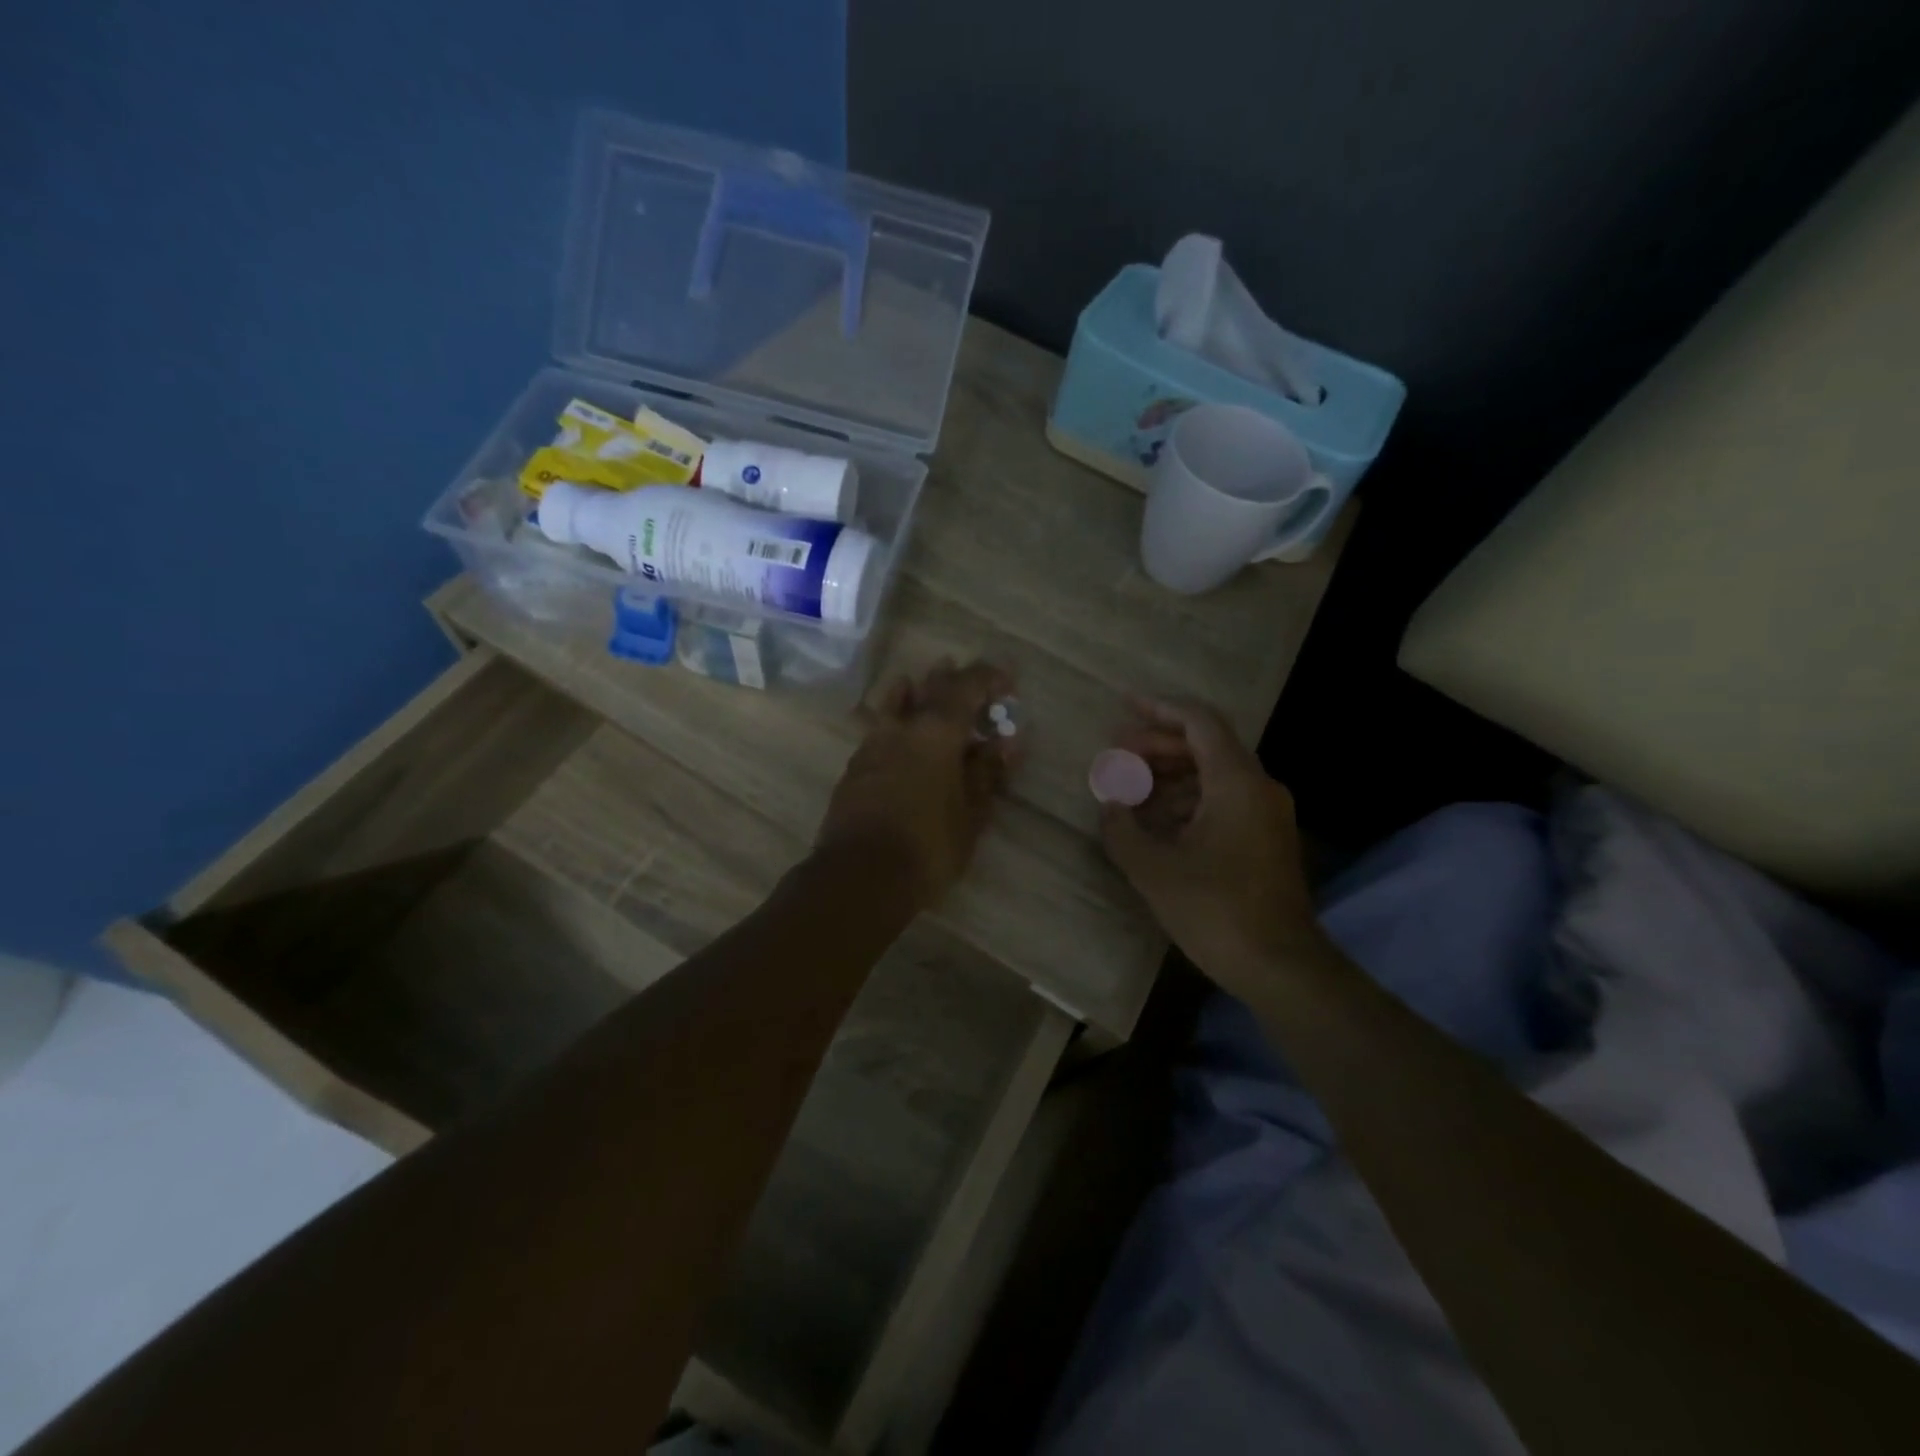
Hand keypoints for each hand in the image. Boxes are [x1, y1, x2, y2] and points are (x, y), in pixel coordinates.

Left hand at [818, 660, 1018, 909]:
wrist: (860, 876)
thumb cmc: (928, 845)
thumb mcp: (971, 813)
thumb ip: (987, 772)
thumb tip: (1006, 743)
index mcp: (935, 731)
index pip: (966, 687)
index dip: (988, 677)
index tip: (1007, 678)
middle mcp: (900, 728)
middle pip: (926, 688)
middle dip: (949, 678)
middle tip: (963, 673)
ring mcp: (871, 746)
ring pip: (893, 705)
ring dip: (913, 693)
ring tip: (921, 686)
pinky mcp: (855, 769)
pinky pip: (879, 731)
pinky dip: (895, 723)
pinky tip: (899, 735)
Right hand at [1100, 697, 1325, 993]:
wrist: (1280, 966)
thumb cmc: (1215, 910)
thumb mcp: (1154, 869)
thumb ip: (1122, 829)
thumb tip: (1109, 805)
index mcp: (1236, 782)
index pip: (1199, 722)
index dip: (1159, 708)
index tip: (1124, 705)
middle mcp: (1258, 787)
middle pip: (1205, 746)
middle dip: (1157, 745)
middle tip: (1115, 754)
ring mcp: (1266, 814)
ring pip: (1212, 774)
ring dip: (1169, 776)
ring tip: (1128, 789)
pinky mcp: (1265, 839)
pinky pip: (1222, 801)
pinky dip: (1187, 801)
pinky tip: (1155, 821)